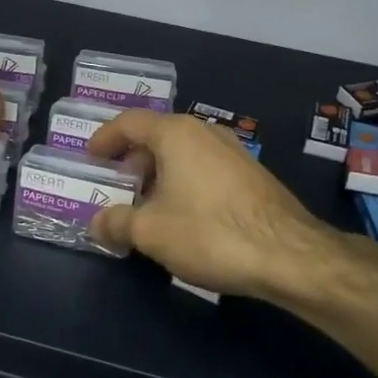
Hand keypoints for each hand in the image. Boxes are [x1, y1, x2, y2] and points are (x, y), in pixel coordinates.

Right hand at [84, 110, 336, 298]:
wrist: (289, 254)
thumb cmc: (209, 232)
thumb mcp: (151, 232)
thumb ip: (117, 223)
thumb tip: (96, 223)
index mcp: (176, 134)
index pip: (129, 122)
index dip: (104, 138)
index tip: (89, 157)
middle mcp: (205, 132)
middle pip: (157, 137)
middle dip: (132, 162)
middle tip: (115, 188)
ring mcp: (233, 152)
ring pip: (183, 155)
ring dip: (158, 176)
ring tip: (145, 208)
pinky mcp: (251, 175)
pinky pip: (204, 170)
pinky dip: (183, 184)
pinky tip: (182, 218)